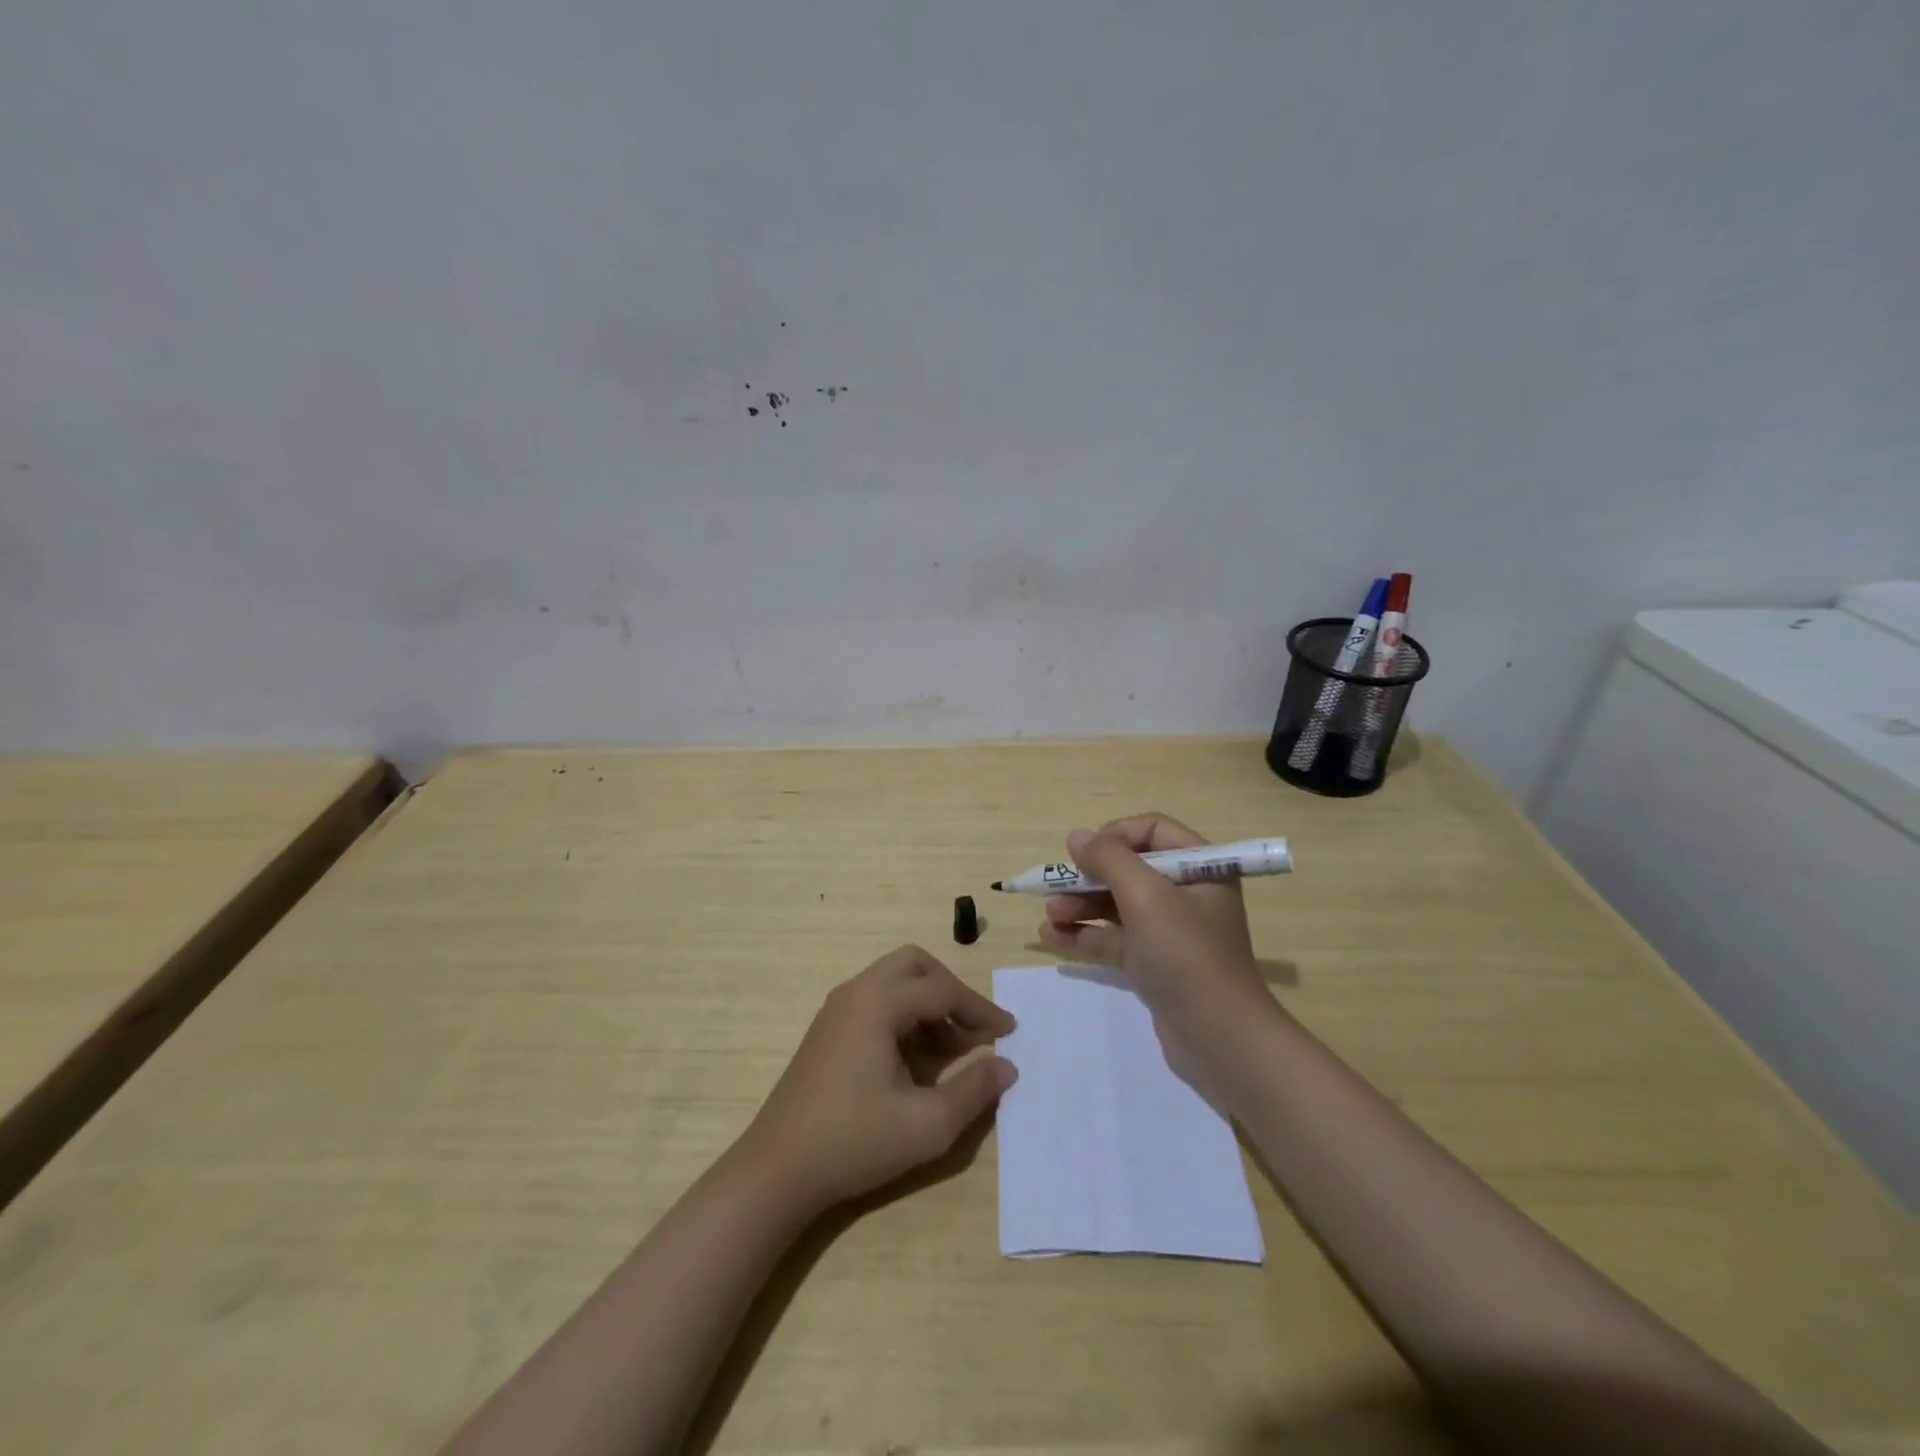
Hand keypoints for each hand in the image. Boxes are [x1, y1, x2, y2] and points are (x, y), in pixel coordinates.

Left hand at [738, 945, 1017, 1214]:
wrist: (777, 1171)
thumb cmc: (854, 1142)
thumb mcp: (926, 1124)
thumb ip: (973, 1090)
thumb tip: (1006, 1066)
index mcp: (878, 1002)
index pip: (942, 990)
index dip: (980, 1010)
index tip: (1009, 1032)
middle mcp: (856, 992)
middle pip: (914, 965)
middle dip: (951, 990)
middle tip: (974, 1028)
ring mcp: (837, 1009)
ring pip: (894, 981)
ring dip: (928, 1004)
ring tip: (953, 1050)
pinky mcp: (828, 1030)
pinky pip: (877, 1001)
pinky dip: (905, 1016)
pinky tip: (917, 1060)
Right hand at [1037, 812, 1278, 1041]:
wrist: (1219, 1038)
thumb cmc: (1186, 954)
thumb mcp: (1147, 896)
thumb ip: (1109, 859)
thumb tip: (1077, 836)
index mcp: (1200, 868)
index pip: (1152, 831)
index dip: (1114, 835)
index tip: (1084, 853)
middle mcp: (1186, 894)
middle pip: (1129, 869)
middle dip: (1088, 877)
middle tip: (1054, 887)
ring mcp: (1169, 931)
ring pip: (1117, 905)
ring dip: (1080, 906)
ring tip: (1048, 917)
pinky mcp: (1153, 963)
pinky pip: (1114, 938)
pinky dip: (1085, 934)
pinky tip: (1051, 937)